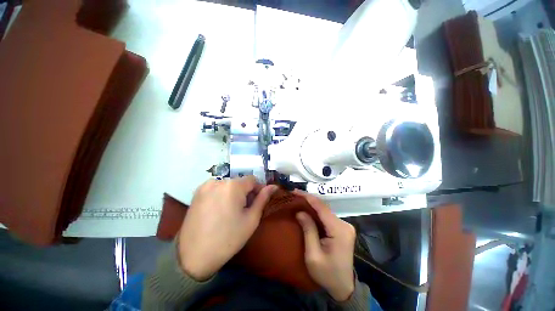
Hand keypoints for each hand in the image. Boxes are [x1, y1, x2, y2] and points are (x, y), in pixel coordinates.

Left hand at [178, 176, 277, 280]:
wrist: (193, 256)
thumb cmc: (228, 238)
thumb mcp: (251, 219)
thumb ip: (263, 199)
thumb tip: (274, 186)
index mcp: (233, 185)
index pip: (252, 180)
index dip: (258, 189)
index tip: (258, 202)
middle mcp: (218, 180)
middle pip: (240, 182)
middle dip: (246, 192)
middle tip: (245, 209)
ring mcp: (205, 186)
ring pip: (228, 185)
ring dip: (234, 193)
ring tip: (232, 211)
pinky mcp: (197, 192)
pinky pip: (217, 188)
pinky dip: (223, 194)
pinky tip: (220, 210)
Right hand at [294, 190, 355, 301]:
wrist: (343, 286)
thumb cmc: (327, 273)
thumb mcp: (313, 255)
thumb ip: (308, 230)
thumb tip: (300, 212)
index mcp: (339, 230)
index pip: (321, 207)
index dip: (308, 197)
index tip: (295, 191)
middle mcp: (344, 224)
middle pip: (324, 207)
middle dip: (309, 200)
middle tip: (294, 195)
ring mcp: (345, 226)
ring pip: (325, 210)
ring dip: (312, 205)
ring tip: (299, 200)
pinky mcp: (342, 228)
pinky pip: (327, 216)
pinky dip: (316, 211)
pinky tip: (308, 209)